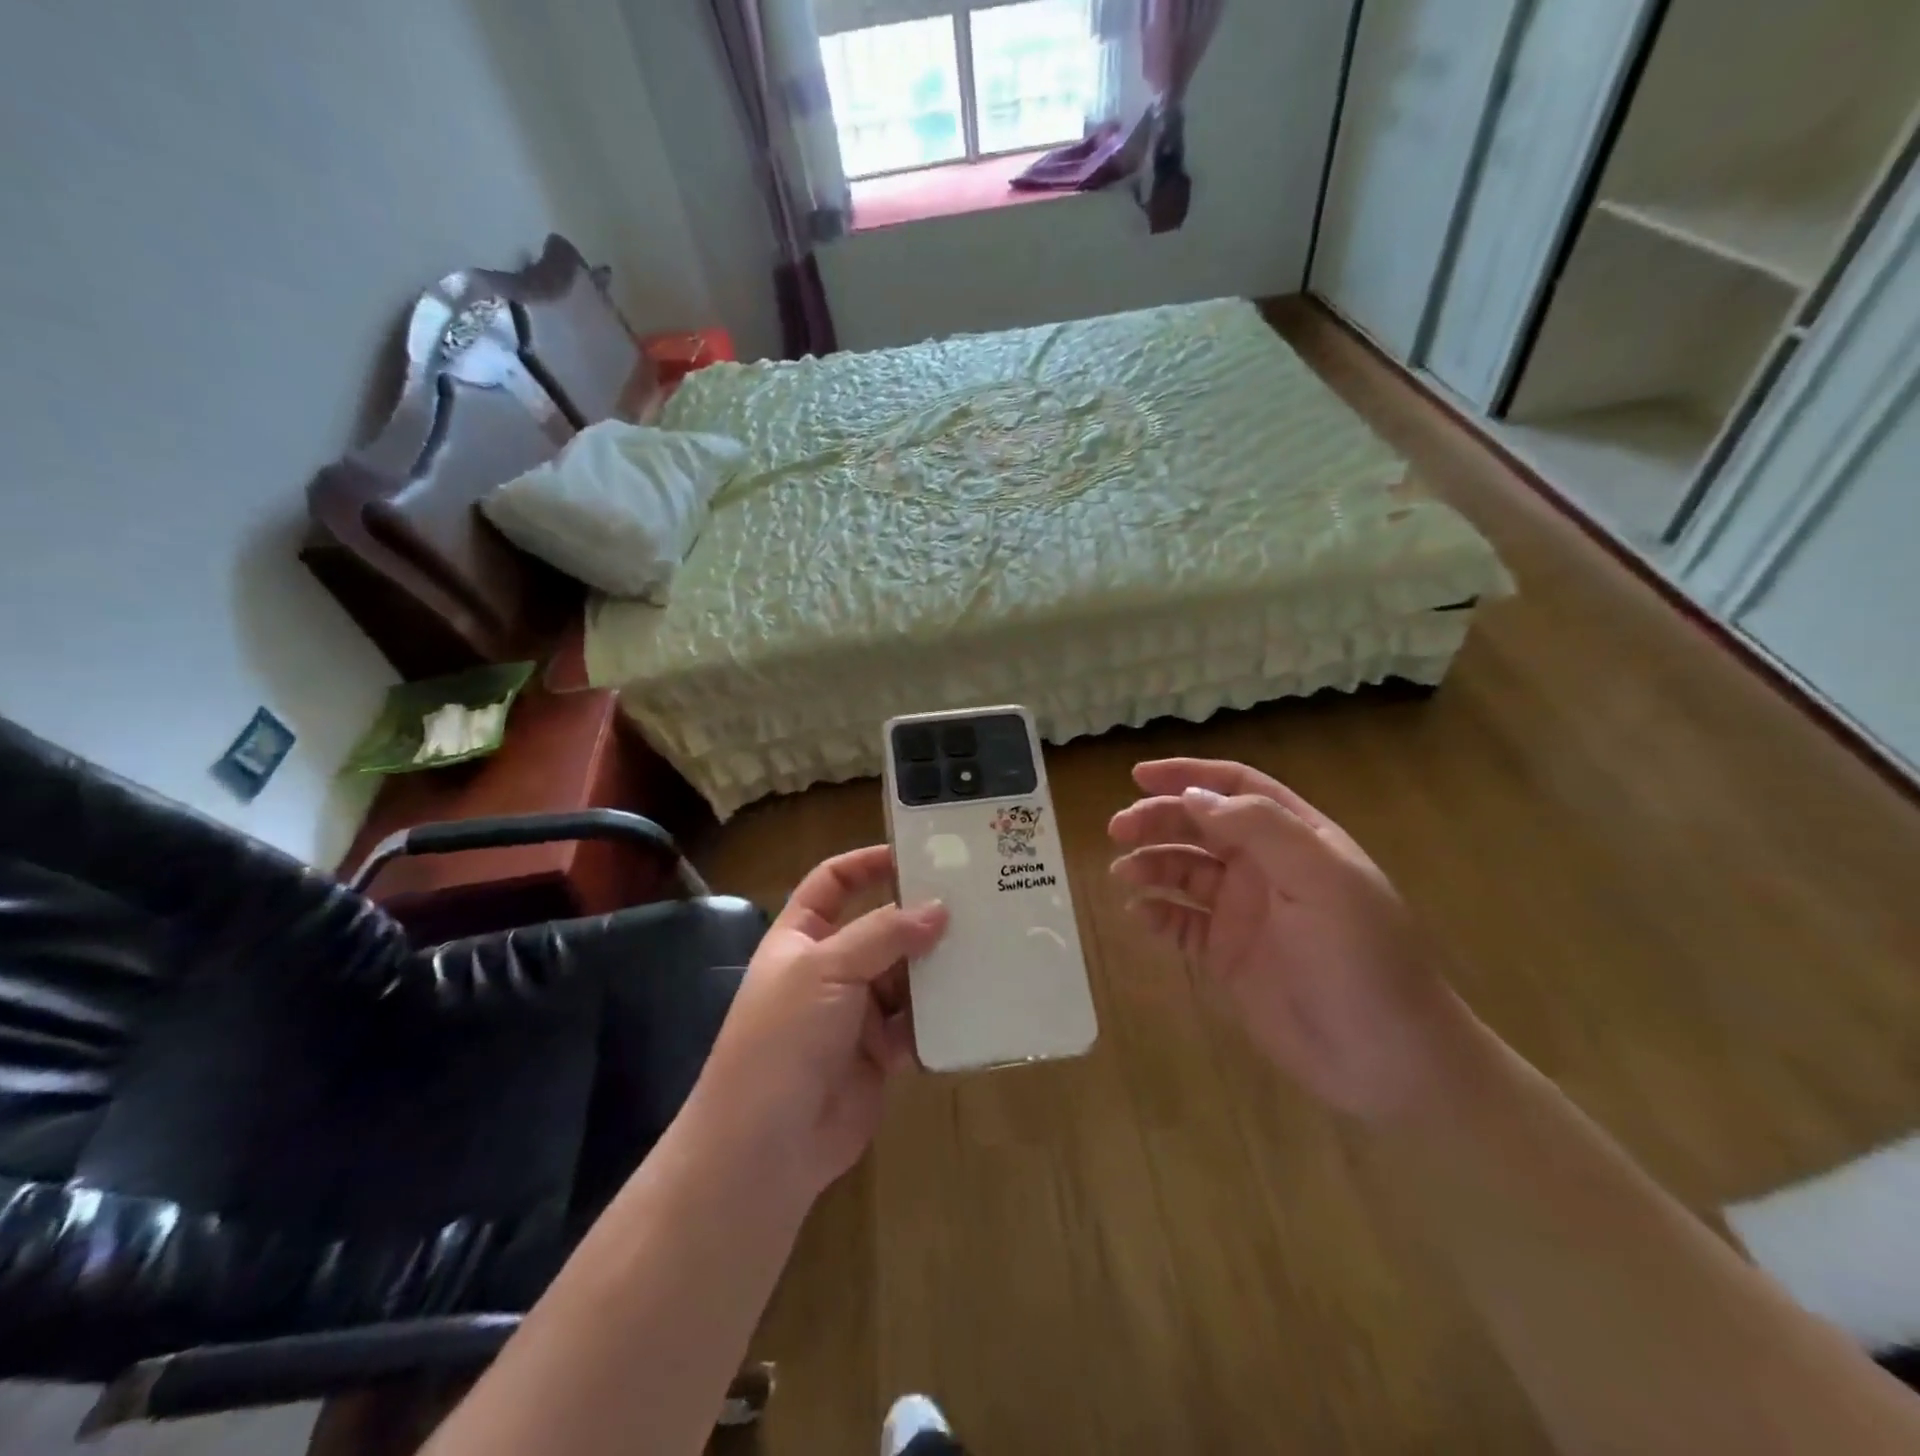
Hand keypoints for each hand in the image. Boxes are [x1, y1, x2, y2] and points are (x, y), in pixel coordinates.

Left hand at [688, 846, 947, 1202]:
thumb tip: (939, 909)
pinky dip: (942, 1012)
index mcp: (801, 938)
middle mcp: (830, 969)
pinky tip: (977, 996)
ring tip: (987, 942)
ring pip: (905, 975)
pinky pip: (918, 1021)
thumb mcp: (827, 969)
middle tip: (974, 899)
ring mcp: (856, 1012)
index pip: (833, 883)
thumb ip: (884, 934)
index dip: (867, 863)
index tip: (916, 854)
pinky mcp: (881, 1052)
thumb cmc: (785, 1037)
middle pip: (880, 928)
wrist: (767, 1146)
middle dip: (919, 917)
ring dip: (937, 964)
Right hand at [1108, 758, 1469, 1123]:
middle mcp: (1266, 868)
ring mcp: (1245, 913)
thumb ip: (1260, 829)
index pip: (1237, 789)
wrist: (1386, 1060)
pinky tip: (1140, 914)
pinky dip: (1157, 913)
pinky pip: (1182, 923)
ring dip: (1151, 865)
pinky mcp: (1227, 955)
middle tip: (1118, 830)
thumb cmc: (1361, 958)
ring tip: (1124, 875)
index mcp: (1296, 839)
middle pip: (1201, 827)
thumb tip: (1193, 797)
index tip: (1138, 776)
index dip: (1188, 776)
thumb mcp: (1321, 879)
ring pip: (1185, 872)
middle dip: (1158, 821)